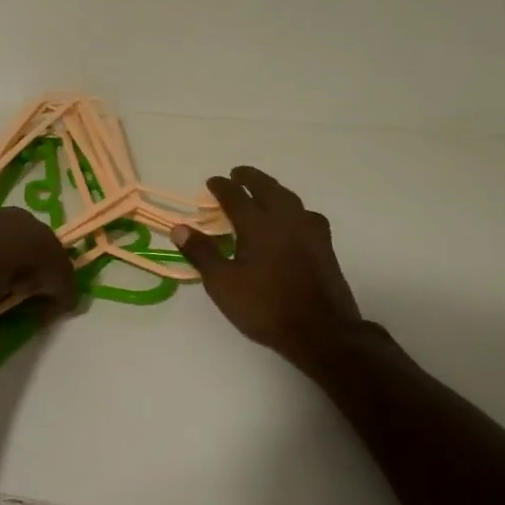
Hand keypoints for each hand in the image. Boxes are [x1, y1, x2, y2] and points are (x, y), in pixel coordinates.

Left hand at [0, 206, 75, 322]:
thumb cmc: (26, 265)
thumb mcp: (60, 280)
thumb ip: (67, 288)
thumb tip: (68, 300)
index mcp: (27, 217)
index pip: (41, 238)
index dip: (46, 262)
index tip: (47, 284)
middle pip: (13, 242)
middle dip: (20, 264)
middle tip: (24, 290)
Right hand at [173, 166, 362, 371]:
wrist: (320, 330)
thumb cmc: (265, 307)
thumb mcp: (223, 284)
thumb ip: (202, 253)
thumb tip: (179, 228)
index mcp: (258, 224)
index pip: (236, 196)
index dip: (222, 186)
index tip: (212, 181)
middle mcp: (286, 218)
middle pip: (267, 188)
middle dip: (250, 178)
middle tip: (238, 174)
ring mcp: (310, 230)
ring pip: (289, 198)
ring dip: (273, 189)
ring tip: (262, 192)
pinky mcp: (325, 244)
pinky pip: (305, 214)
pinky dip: (291, 208)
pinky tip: (291, 220)